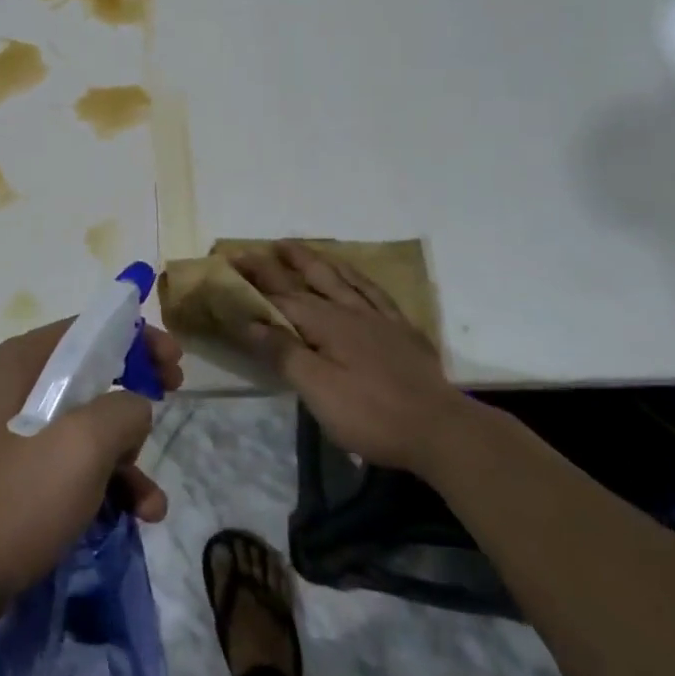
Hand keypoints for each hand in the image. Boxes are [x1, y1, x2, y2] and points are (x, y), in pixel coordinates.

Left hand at [0, 319, 183, 632]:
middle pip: (90, 375)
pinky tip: (132, 518)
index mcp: (23, 362)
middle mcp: (14, 387)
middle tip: (172, 401)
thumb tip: (134, 409)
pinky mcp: (11, 479)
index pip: (90, 329)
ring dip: (125, 458)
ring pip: (84, 428)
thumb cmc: (14, 497)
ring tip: (151, 502)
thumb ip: (124, 410)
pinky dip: (101, 485)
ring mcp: (10, 435)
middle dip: (136, 396)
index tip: (173, 363)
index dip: (136, 338)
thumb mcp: (83, 444)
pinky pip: (67, 466)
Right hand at [233, 240, 465, 475]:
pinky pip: (375, 293)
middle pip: (311, 279)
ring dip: (318, 262)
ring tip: (300, 249)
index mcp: (327, 324)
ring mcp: (380, 319)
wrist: (441, 429)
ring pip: (343, 279)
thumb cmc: (371, 414)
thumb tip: (250, 321)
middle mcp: (351, 311)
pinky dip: (358, 279)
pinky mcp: (403, 332)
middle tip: (264, 245)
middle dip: (283, 263)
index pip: (282, 296)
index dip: (256, 280)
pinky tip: (354, 278)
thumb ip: (284, 352)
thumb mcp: (318, 389)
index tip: (233, 262)